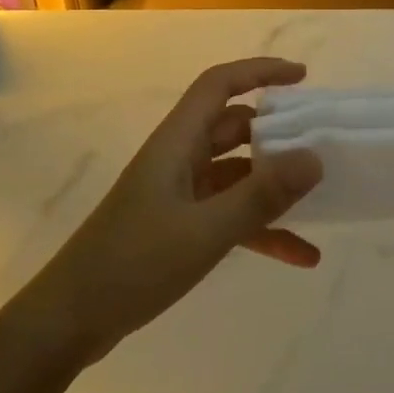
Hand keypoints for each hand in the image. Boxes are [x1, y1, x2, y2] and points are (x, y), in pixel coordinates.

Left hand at [9, 57, 323, 368]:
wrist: (70, 320)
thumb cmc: (133, 264)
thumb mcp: (205, 231)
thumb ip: (261, 196)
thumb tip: (314, 158)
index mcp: (177, 143)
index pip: (219, 85)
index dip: (260, 72)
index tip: (302, 77)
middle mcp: (178, 159)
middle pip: (233, 128)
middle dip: (277, 132)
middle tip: (322, 143)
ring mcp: (177, 194)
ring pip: (235, 175)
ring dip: (274, 188)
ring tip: (323, 199)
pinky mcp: (177, 227)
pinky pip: (228, 215)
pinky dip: (261, 229)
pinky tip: (301, 256)